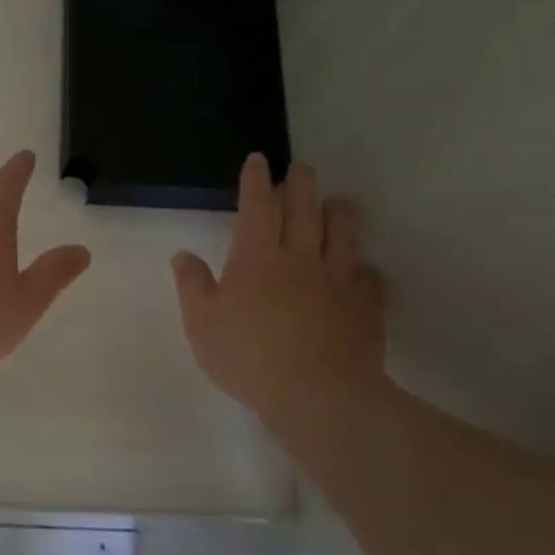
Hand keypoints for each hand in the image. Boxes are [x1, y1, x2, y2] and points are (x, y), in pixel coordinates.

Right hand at [172, 154, 388, 427]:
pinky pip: (370, 278)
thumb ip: (193, 285)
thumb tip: (183, 255)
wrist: (318, 395)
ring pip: (343, 234)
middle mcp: (300, 257)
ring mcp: (338, 279)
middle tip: (302, 167)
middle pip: (304, 208)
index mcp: (256, 257)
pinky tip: (366, 270)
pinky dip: (367, 270)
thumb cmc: (249, 357)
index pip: (257, 205)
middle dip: (301, 183)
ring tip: (340, 201)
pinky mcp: (366, 306)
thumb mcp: (202, 324)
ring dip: (340, 212)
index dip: (256, 180)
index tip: (259, 159)